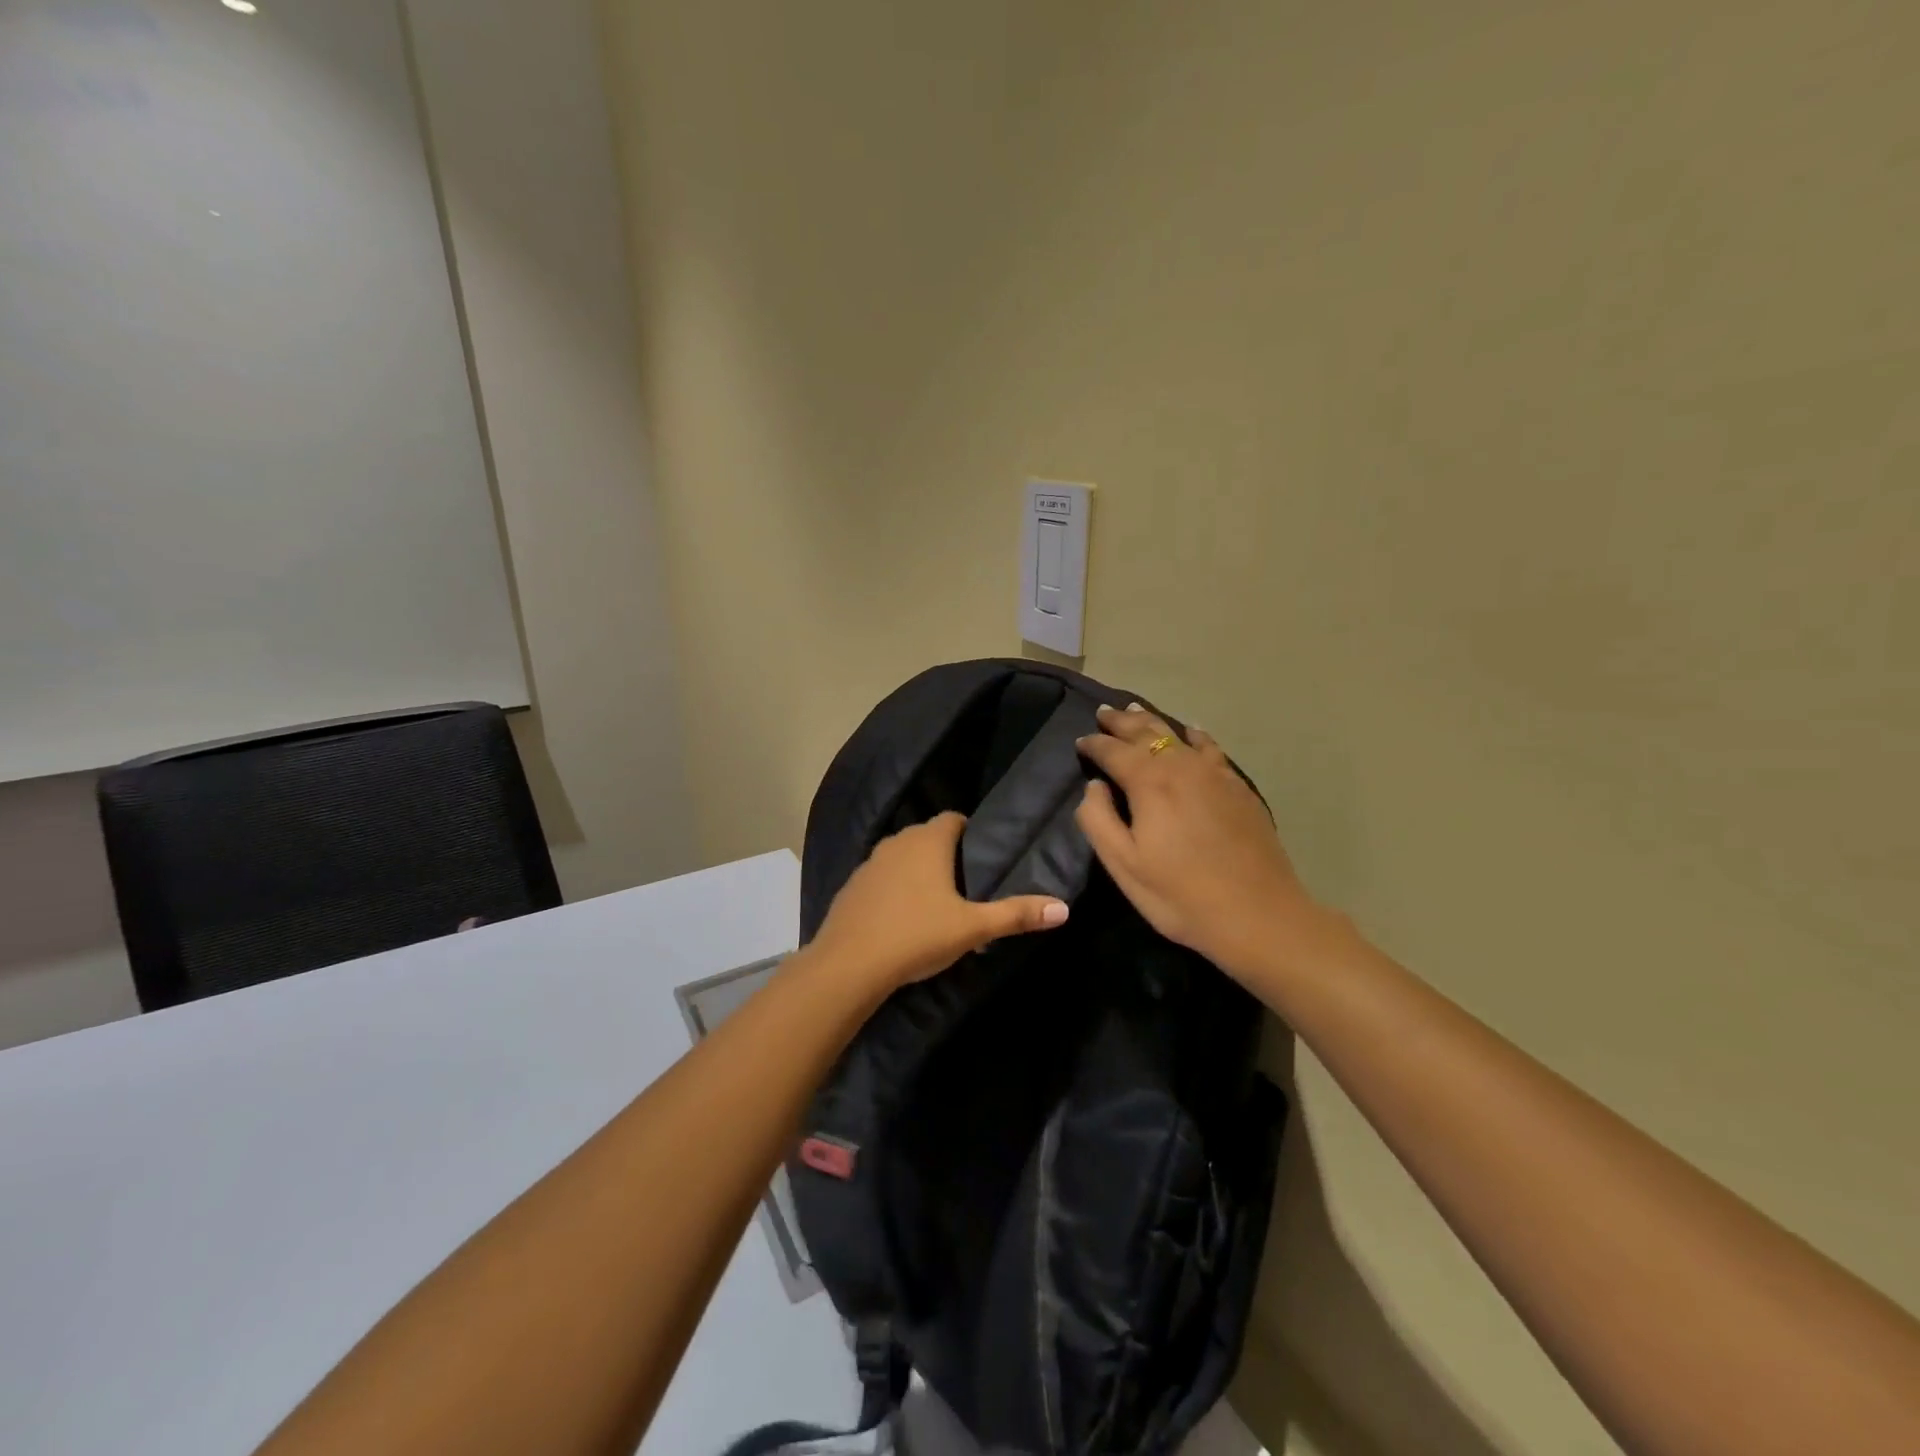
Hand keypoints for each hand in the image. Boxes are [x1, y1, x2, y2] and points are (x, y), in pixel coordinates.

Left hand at [805, 811, 1069, 990]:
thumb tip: (1063, 908)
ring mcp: (869, 862)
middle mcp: (897, 842)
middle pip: (928, 836)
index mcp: (928, 841)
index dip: (970, 833)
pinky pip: (880, 878)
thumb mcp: (972, 928)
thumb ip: (1016, 915)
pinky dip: (893, 888)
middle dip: (946, 853)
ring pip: (902, 856)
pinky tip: (900, 917)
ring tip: (936, 901)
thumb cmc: (917, 935)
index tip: (982, 858)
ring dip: (917, 870)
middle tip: (967, 884)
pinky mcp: (851, 886)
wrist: (849, 964)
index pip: (954, 819)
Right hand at [1075, 704, 1323, 976]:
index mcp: (1149, 782)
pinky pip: (1209, 747)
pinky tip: (1192, 733)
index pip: (1113, 750)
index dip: (1093, 744)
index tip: (1080, 742)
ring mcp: (1215, 773)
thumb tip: (1094, 786)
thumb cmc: (1180, 895)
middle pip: (1146, 732)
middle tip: (1104, 713)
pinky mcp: (1238, 787)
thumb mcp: (1124, 864)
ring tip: (1136, 711)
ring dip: (1152, 721)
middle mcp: (1181, 766)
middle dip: (1121, 722)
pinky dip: (1193, 735)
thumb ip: (1097, 819)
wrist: (1258, 914)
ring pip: (1178, 734)